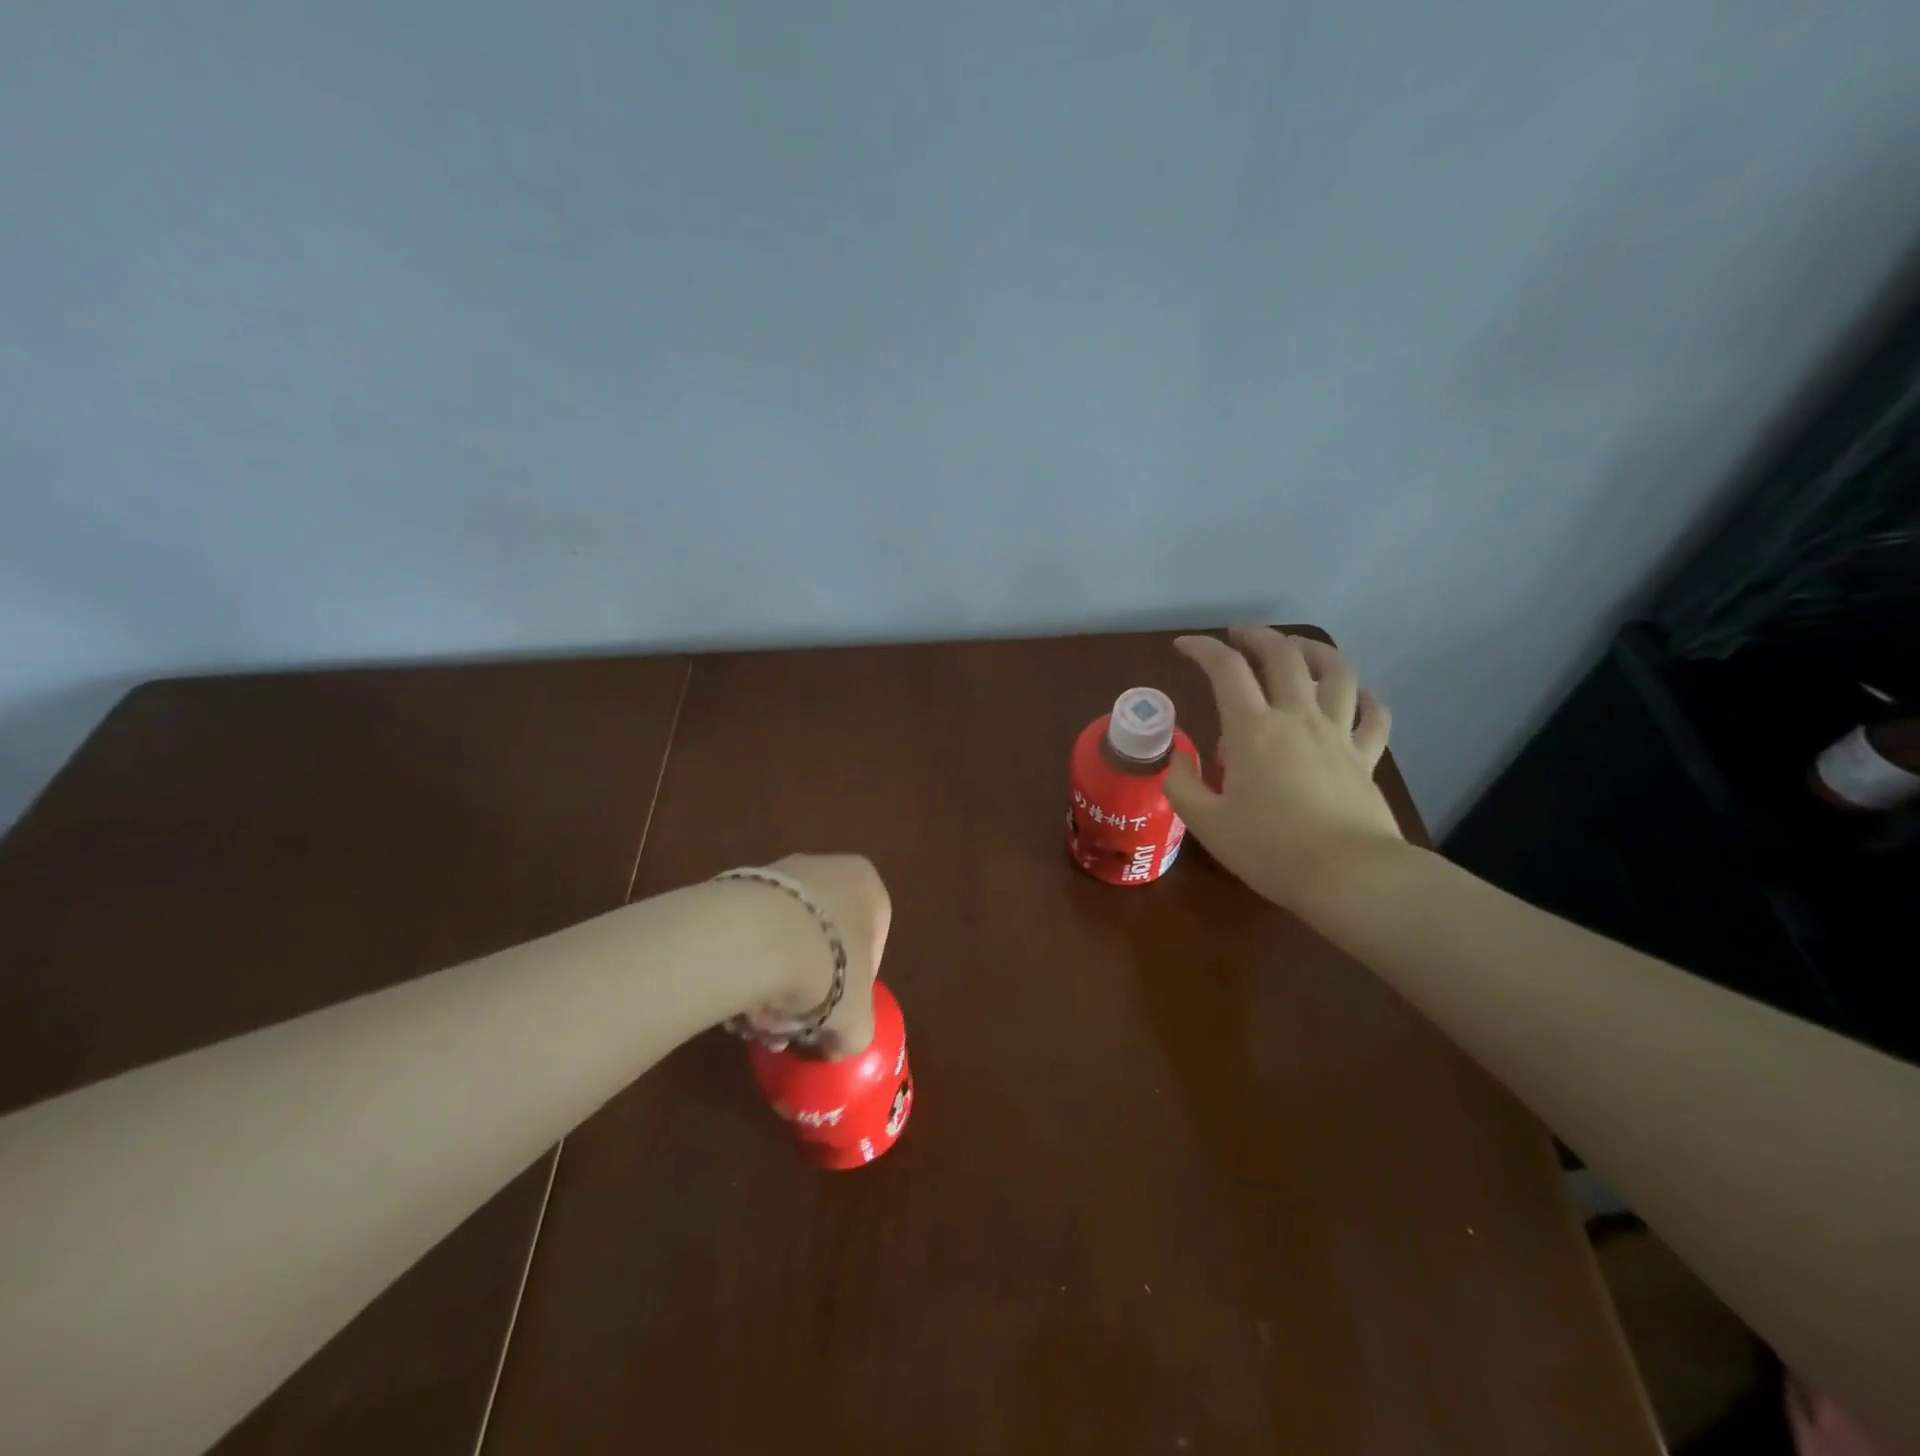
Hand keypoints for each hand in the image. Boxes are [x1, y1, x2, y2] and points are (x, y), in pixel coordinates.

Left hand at [737, 853, 891, 1059]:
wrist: (754, 937)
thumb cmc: (827, 966)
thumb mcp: (857, 1017)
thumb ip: (857, 1032)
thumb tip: (838, 1044)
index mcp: (866, 883)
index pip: (873, 941)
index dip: (857, 986)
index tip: (839, 1013)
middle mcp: (826, 867)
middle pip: (824, 940)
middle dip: (810, 987)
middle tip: (793, 1025)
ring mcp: (779, 873)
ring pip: (786, 939)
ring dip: (775, 983)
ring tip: (759, 1021)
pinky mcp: (736, 886)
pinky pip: (751, 934)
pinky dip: (747, 966)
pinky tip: (737, 1000)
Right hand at [1166, 627, 1401, 912]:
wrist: (1347, 875)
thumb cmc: (1269, 848)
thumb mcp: (1206, 823)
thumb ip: (1183, 785)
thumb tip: (1179, 761)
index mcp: (1253, 730)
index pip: (1226, 670)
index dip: (1203, 649)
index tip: (1184, 646)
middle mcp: (1297, 718)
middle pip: (1283, 656)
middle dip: (1258, 636)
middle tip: (1239, 635)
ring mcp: (1337, 734)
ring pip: (1336, 672)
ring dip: (1315, 650)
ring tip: (1298, 648)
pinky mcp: (1365, 758)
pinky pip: (1373, 717)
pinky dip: (1366, 699)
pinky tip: (1360, 696)